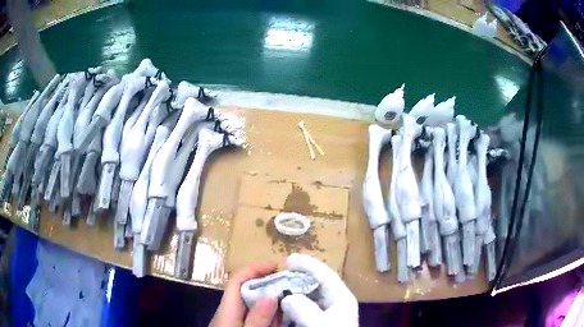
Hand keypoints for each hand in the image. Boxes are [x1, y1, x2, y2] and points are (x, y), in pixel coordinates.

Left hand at [210, 261, 279, 326]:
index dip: (255, 268)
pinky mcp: (234, 325)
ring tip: (286, 299)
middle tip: (287, 283)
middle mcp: (226, 310)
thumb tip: (271, 293)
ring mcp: (229, 319)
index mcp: (226, 308)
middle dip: (265, 282)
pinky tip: (275, 317)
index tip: (276, 265)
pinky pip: (250, 313)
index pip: (237, 279)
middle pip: (243, 289)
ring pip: (248, 301)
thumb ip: (258, 317)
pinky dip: (264, 311)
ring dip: (266, 298)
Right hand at [280, 254, 358, 326]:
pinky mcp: (323, 322)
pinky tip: (285, 308)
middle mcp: (338, 303)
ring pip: (312, 297)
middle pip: (318, 284)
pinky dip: (296, 306)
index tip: (289, 258)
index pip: (326, 275)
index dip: (308, 264)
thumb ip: (304, 309)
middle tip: (281, 273)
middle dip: (300, 277)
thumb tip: (287, 297)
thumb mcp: (320, 323)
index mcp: (342, 298)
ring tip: (278, 289)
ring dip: (296, 292)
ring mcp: (331, 314)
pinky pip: (307, 310)